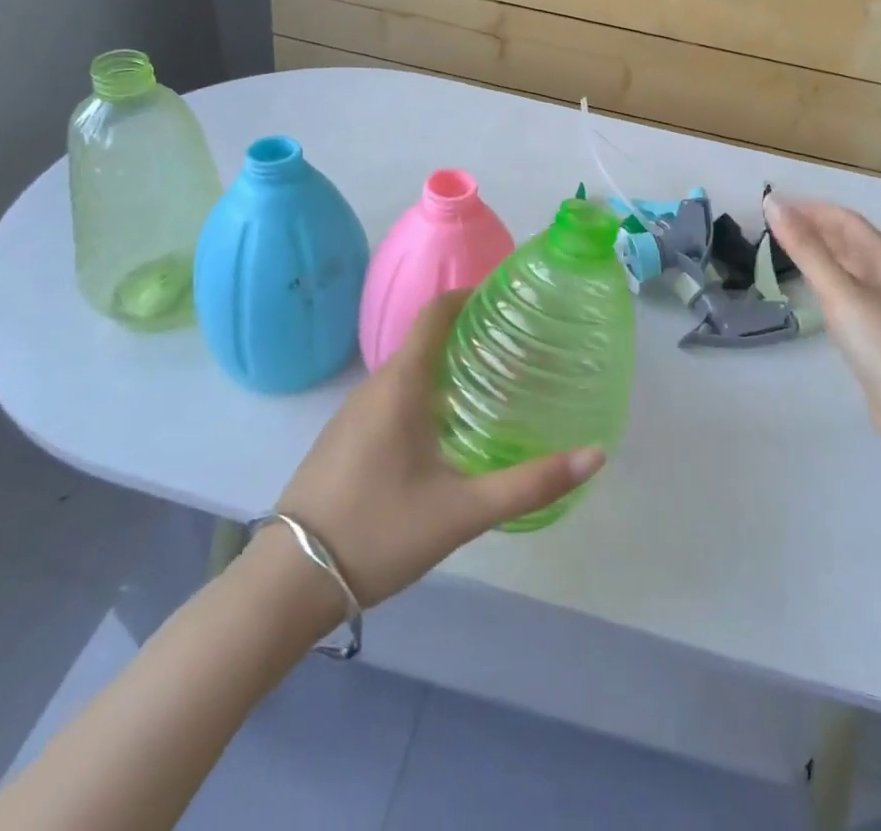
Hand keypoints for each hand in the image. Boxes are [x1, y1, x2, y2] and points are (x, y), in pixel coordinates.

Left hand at [272, 290, 605, 607]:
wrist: (285, 584)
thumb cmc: (377, 532)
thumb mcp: (462, 511)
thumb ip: (530, 484)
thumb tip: (595, 455)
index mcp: (400, 384)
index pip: (437, 312)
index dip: (472, 295)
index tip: (510, 300)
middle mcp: (375, 386)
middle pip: (427, 339)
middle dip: (471, 336)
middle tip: (519, 349)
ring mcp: (354, 413)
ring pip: (410, 371)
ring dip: (449, 367)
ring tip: (495, 385)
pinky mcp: (345, 438)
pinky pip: (393, 397)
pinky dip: (427, 394)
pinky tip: (449, 432)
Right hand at [766, 196, 880, 461]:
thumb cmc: (880, 341)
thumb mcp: (839, 290)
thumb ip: (805, 248)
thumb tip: (773, 203)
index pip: (846, 219)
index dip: (811, 208)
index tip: (774, 205)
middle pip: (847, 240)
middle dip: (812, 227)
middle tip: (771, 226)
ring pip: (846, 266)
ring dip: (816, 252)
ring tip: (781, 249)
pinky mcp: (875, 330)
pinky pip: (845, 290)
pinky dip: (823, 279)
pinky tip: (807, 287)